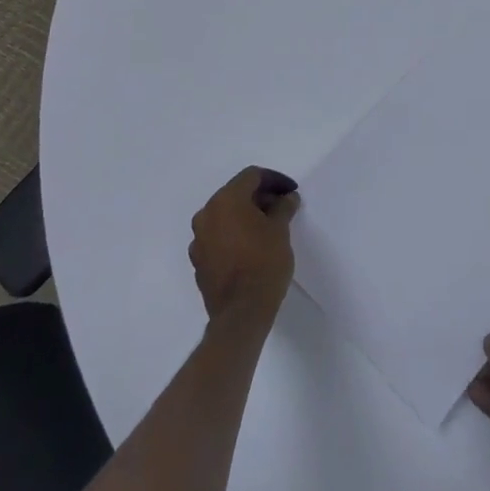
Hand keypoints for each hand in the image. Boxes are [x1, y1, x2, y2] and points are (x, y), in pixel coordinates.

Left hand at [189, 168, 298, 324]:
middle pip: (235, 194)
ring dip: (245, 215)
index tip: (291, 192)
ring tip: (268, 227)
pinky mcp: (198, 261)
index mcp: (226, 200)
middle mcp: (206, 214)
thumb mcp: (281, 230)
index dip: (274, 180)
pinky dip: (234, 234)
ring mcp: (198, 239)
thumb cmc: (264, 263)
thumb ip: (283, 207)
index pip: (251, 176)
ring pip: (225, 216)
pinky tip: (251, 247)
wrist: (241, 313)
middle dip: (260, 197)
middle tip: (282, 208)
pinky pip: (218, 236)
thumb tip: (286, 198)